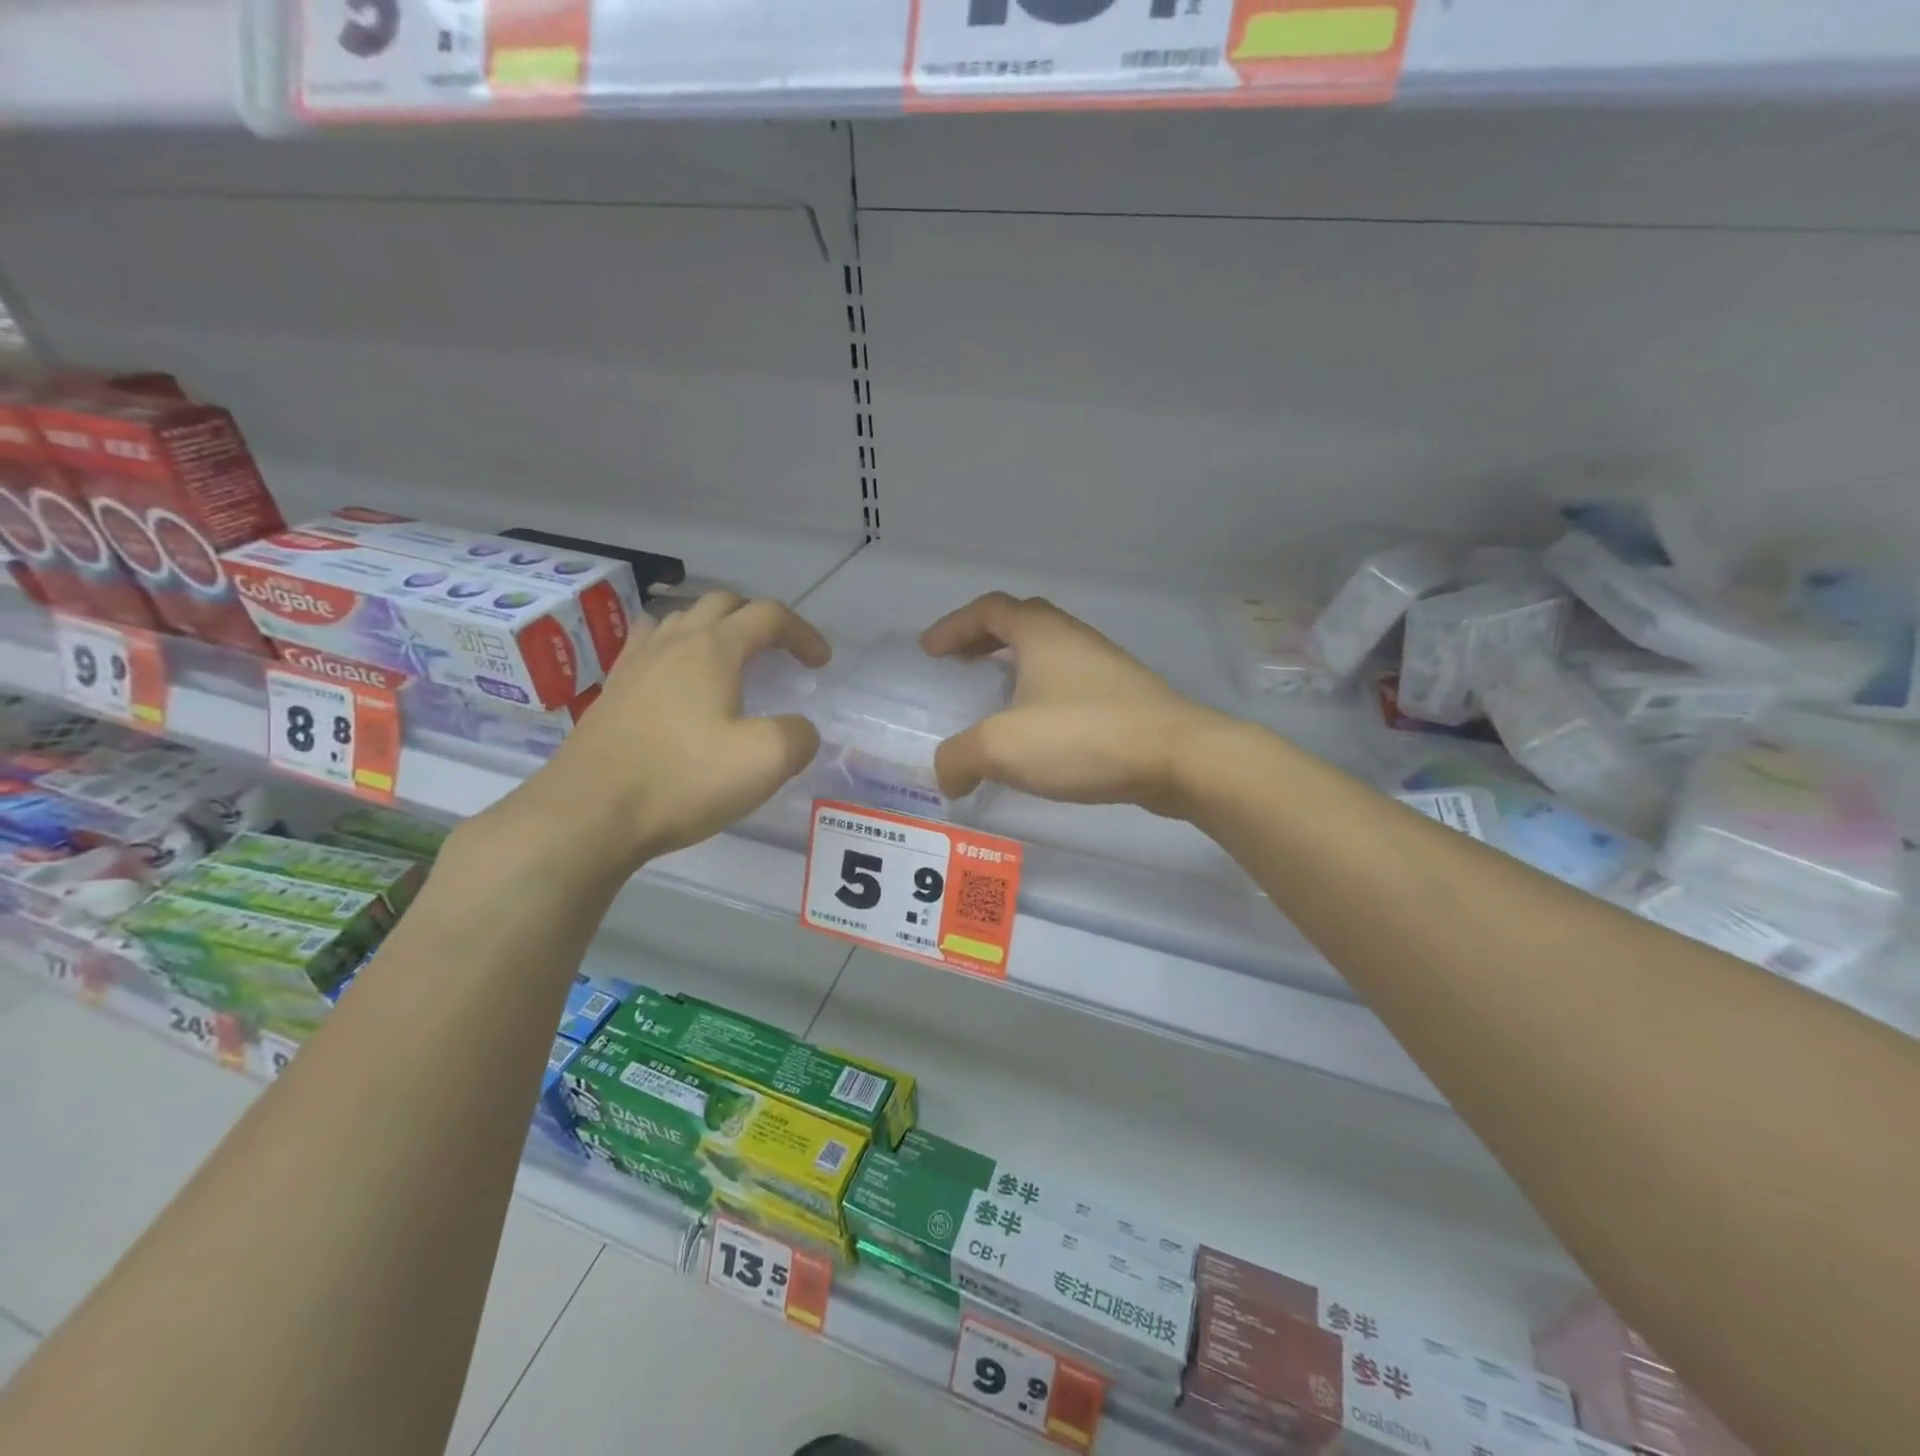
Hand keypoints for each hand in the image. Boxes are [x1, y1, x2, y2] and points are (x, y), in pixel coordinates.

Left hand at [506, 591, 829, 867]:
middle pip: (722, 604)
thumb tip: (799, 729)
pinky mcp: (612, 690)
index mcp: (713, 649)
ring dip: (715, 629)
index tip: (820, 663)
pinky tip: (677, 680)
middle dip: (759, 621)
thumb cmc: (683, 780)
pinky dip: (676, 649)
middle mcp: (673, 642)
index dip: (802, 633)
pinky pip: (649, 646)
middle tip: (779, 654)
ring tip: (731, 662)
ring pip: (681, 619)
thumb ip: (798, 736)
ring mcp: (635, 663)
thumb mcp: (765, 761)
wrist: (588, 813)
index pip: (768, 616)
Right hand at [920, 592, 1229, 816]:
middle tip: (959, 666)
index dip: (953, 625)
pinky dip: (1041, 695)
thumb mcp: (1002, 747)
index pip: (988, 609)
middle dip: (983, 641)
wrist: (1177, 758)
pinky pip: (1069, 683)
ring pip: (1049, 654)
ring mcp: (1104, 666)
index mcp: (1041, 633)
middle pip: (1020, 623)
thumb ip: (959, 758)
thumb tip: (948, 776)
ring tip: (995, 702)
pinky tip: (1038, 733)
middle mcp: (1073, 637)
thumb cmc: (1083, 737)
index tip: (930, 651)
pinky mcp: (1124, 697)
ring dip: (1015, 668)